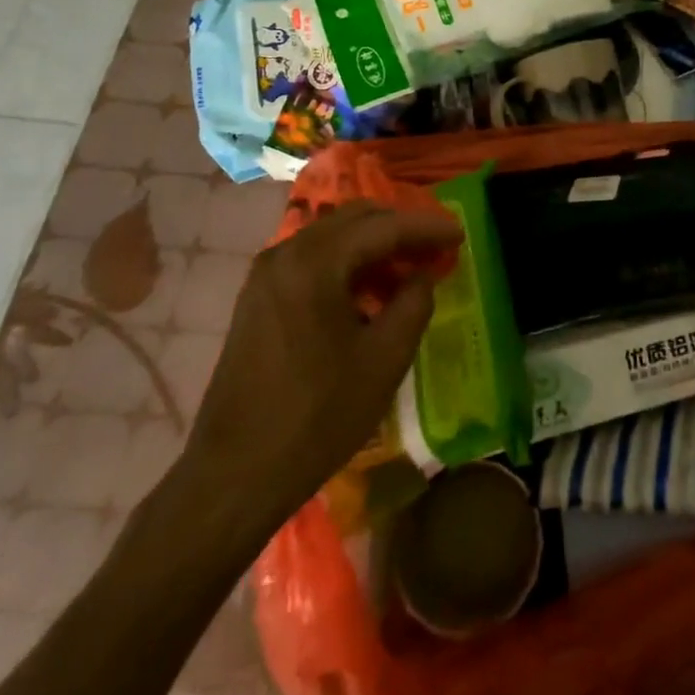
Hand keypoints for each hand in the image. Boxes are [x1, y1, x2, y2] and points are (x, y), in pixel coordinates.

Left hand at [175, 201, 460, 552]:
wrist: (234, 475)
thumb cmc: (317, 417)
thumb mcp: (384, 360)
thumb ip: (414, 304)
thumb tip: (421, 276)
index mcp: (315, 262)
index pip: (384, 226)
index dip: (427, 227)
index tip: (460, 233)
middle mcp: (286, 253)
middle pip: (356, 219)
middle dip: (401, 229)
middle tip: (436, 249)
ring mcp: (267, 274)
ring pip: (334, 236)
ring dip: (374, 246)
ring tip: (409, 273)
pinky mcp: (259, 296)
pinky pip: (313, 259)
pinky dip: (347, 264)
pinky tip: (369, 294)